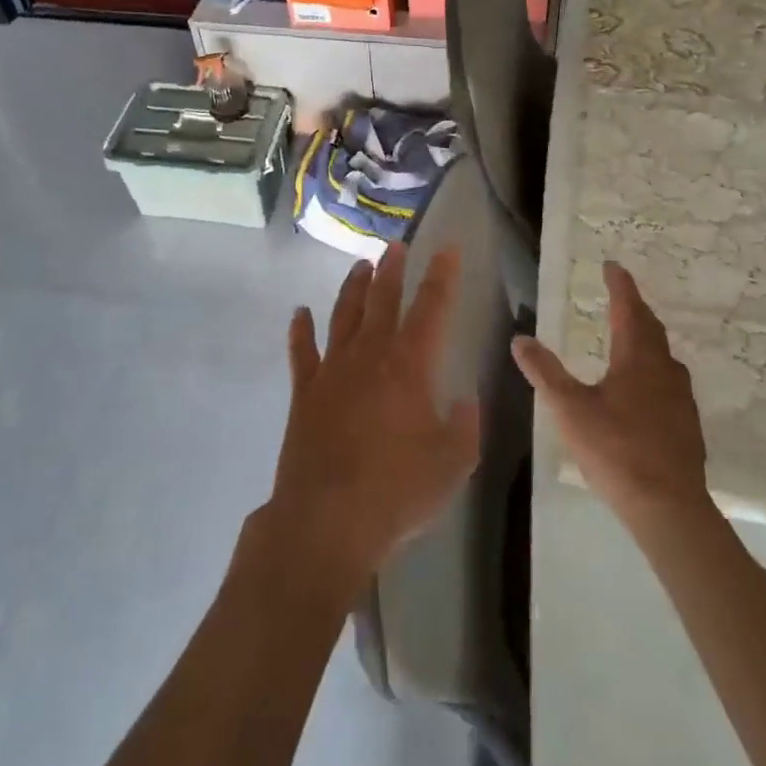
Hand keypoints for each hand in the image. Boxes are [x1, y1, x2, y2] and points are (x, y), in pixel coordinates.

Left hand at [263, 245, 481, 595]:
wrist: (326, 520)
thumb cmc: (396, 493)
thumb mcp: (453, 465)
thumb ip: (465, 426)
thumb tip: (465, 399)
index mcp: (409, 366)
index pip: (430, 308)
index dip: (441, 276)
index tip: (447, 249)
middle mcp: (370, 356)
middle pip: (382, 300)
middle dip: (392, 269)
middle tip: (396, 245)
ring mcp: (332, 370)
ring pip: (344, 315)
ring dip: (352, 288)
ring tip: (360, 266)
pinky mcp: (305, 392)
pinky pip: (302, 351)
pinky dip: (300, 330)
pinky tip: (299, 313)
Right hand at [514, 261, 712, 523]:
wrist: (669, 508)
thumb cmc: (616, 450)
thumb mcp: (569, 409)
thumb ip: (544, 372)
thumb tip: (520, 339)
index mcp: (637, 359)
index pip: (629, 310)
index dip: (620, 286)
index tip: (612, 266)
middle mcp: (664, 371)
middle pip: (651, 329)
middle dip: (634, 309)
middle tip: (620, 296)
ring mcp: (681, 399)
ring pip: (664, 356)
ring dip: (646, 339)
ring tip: (630, 338)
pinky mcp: (687, 426)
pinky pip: (669, 382)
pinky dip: (653, 369)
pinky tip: (644, 389)